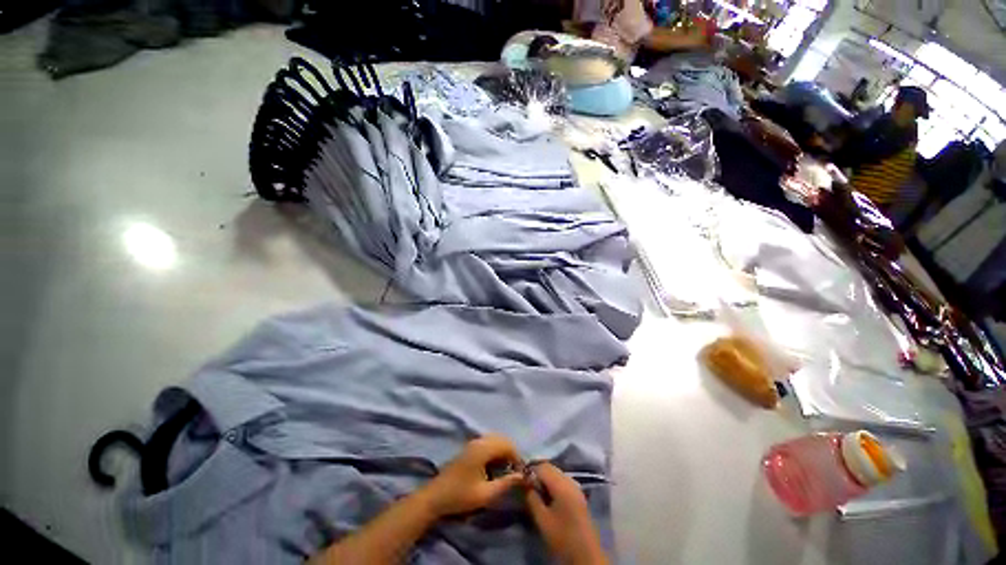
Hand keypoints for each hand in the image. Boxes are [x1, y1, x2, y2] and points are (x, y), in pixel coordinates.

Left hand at [420, 436, 523, 517]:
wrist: (435, 497)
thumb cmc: (460, 496)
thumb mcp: (485, 494)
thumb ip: (505, 484)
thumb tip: (522, 476)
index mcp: (483, 449)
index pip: (507, 444)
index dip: (517, 456)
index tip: (520, 473)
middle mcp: (479, 441)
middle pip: (502, 439)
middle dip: (511, 452)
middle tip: (514, 471)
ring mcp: (473, 443)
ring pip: (495, 440)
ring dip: (503, 451)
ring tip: (506, 469)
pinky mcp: (470, 448)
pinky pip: (488, 443)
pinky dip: (495, 451)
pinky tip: (495, 466)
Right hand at [526, 463, 608, 564]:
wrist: (585, 554)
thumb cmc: (562, 536)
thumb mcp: (542, 519)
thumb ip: (532, 498)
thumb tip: (525, 483)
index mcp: (562, 484)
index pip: (542, 467)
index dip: (530, 471)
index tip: (522, 481)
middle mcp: (570, 480)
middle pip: (551, 468)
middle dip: (538, 473)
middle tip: (528, 486)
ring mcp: (576, 486)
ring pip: (557, 473)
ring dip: (546, 478)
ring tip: (537, 492)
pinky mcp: (578, 494)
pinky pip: (563, 480)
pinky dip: (554, 483)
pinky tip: (549, 496)